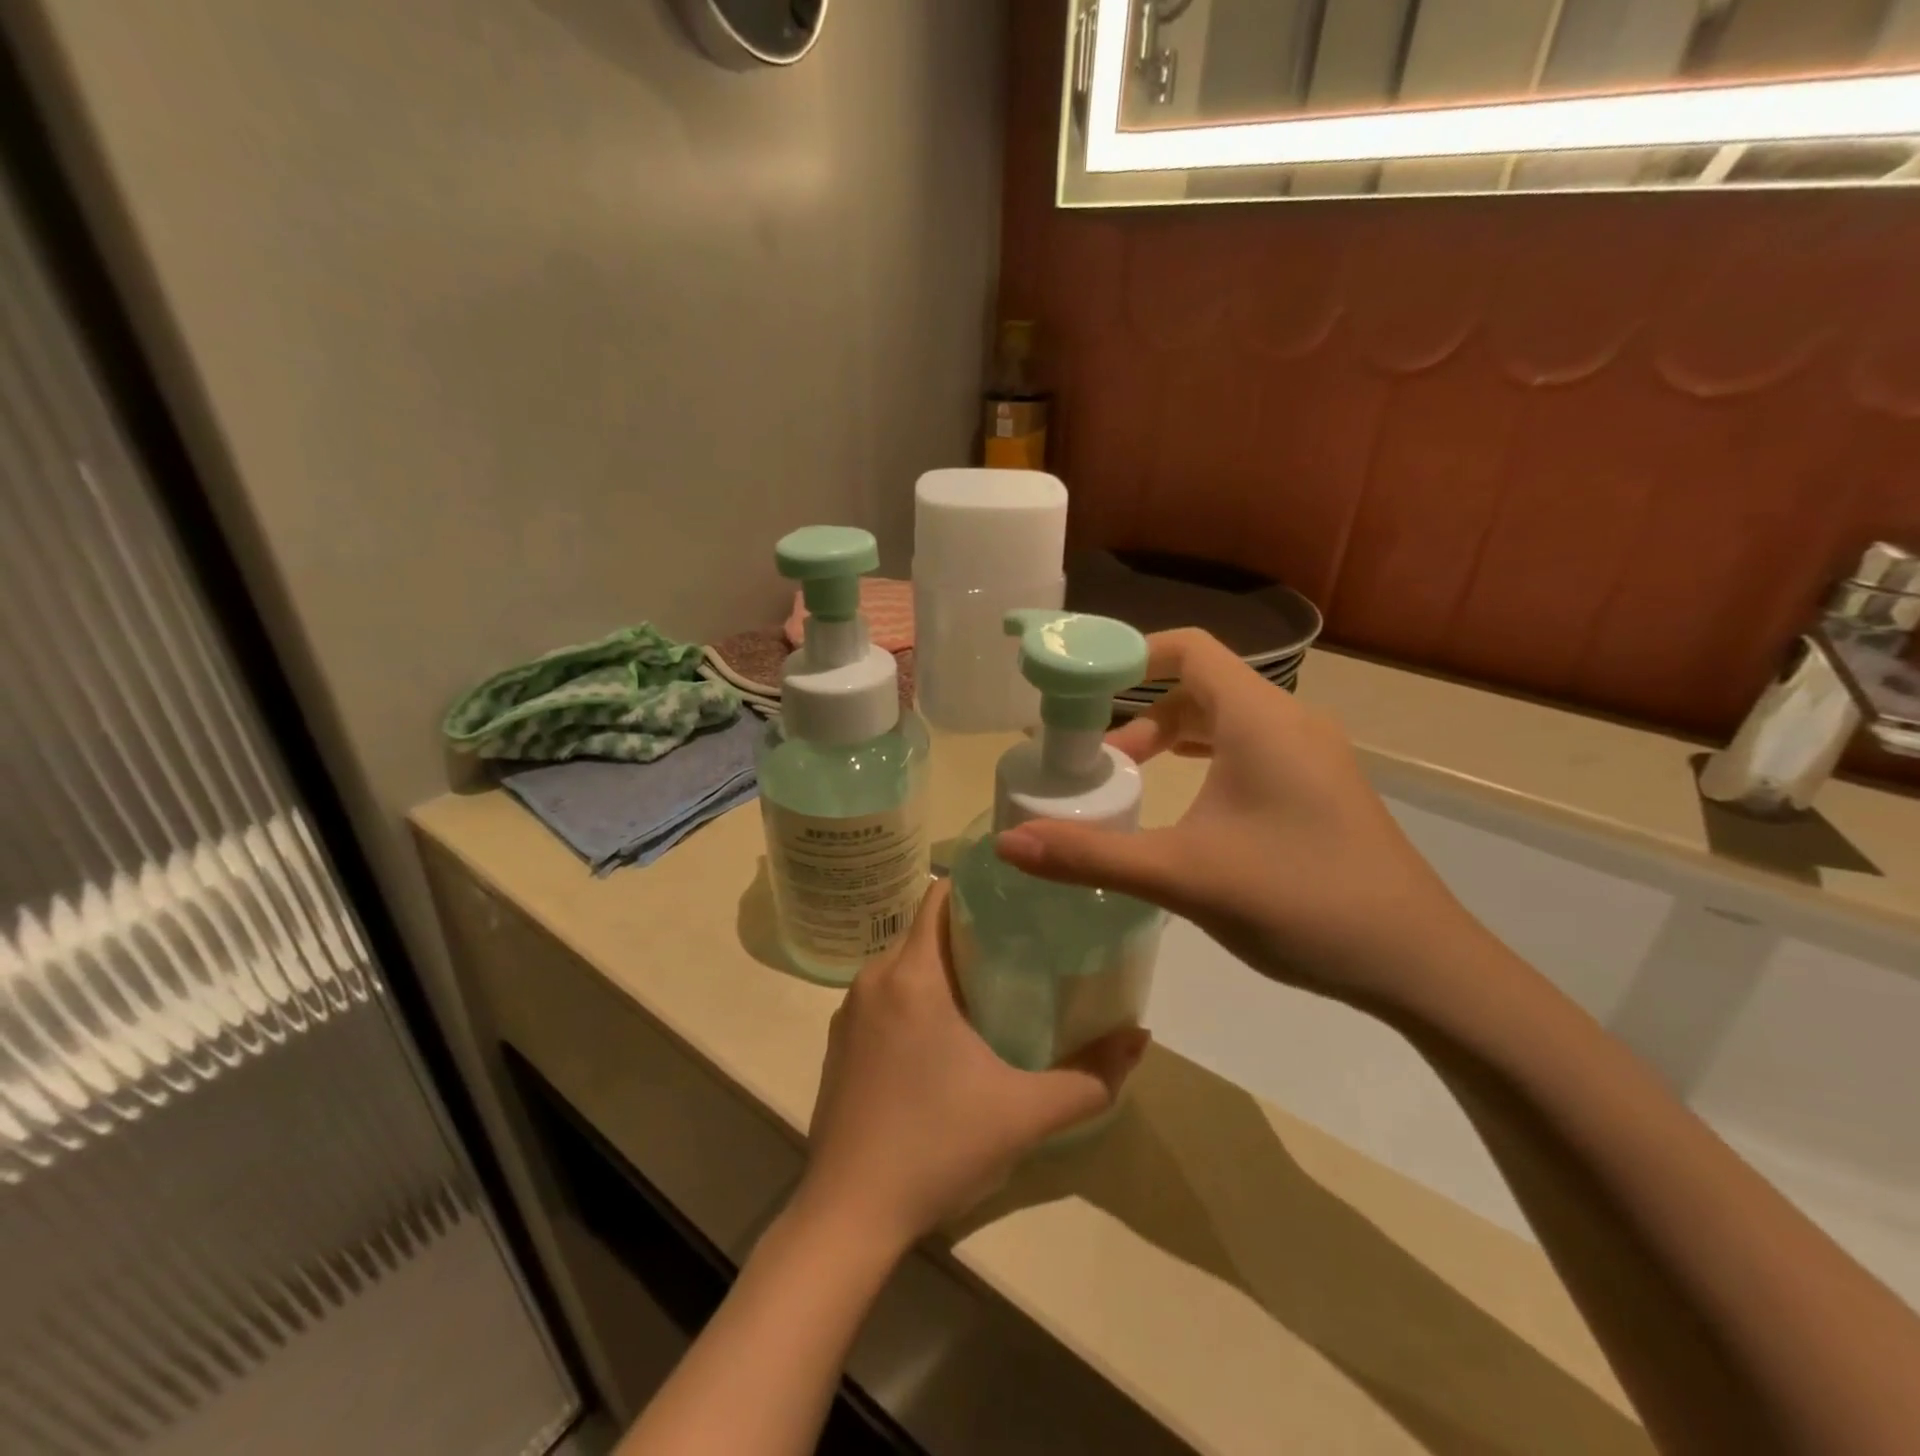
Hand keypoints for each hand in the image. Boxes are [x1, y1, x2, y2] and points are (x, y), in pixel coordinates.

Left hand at [798, 881, 1148, 1249]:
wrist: (848, 1216)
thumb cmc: (937, 1148)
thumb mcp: (1025, 1114)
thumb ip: (1090, 1076)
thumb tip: (1139, 1036)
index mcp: (912, 975)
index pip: (940, 895)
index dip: (979, 888)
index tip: (1019, 899)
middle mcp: (872, 979)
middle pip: (926, 931)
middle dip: (970, 932)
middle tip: (1023, 949)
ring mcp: (849, 1012)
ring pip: (904, 965)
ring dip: (942, 968)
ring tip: (992, 990)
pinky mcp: (839, 1044)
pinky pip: (883, 997)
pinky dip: (914, 998)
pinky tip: (944, 1039)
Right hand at [996, 629, 1485, 1012]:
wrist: (1418, 963)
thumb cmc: (1298, 899)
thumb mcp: (1182, 875)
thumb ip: (1090, 855)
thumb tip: (1007, 843)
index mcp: (1260, 718)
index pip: (1188, 649)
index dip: (1130, 655)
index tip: (1082, 689)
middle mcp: (1291, 721)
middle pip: (1202, 686)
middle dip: (1142, 713)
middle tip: (1098, 760)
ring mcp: (1314, 756)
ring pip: (1228, 721)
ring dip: (1175, 739)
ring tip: (1132, 780)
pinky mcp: (1324, 788)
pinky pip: (1253, 750)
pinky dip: (1208, 761)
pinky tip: (1190, 809)